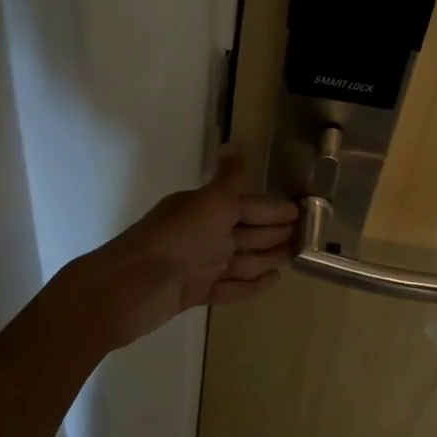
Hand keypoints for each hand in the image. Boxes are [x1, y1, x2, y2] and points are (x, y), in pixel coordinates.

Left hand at [62, 150, 299, 352]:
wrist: (128, 287)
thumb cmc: (175, 240)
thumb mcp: (208, 203)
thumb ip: (228, 180)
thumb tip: (236, 144)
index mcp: (208, 208)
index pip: (249, 205)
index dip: (274, 208)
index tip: (302, 209)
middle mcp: (205, 233)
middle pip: (248, 232)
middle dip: (276, 232)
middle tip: (308, 236)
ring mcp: (200, 264)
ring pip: (243, 259)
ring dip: (269, 257)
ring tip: (296, 257)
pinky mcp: (196, 292)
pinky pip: (231, 286)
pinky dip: (251, 284)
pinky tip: (273, 280)